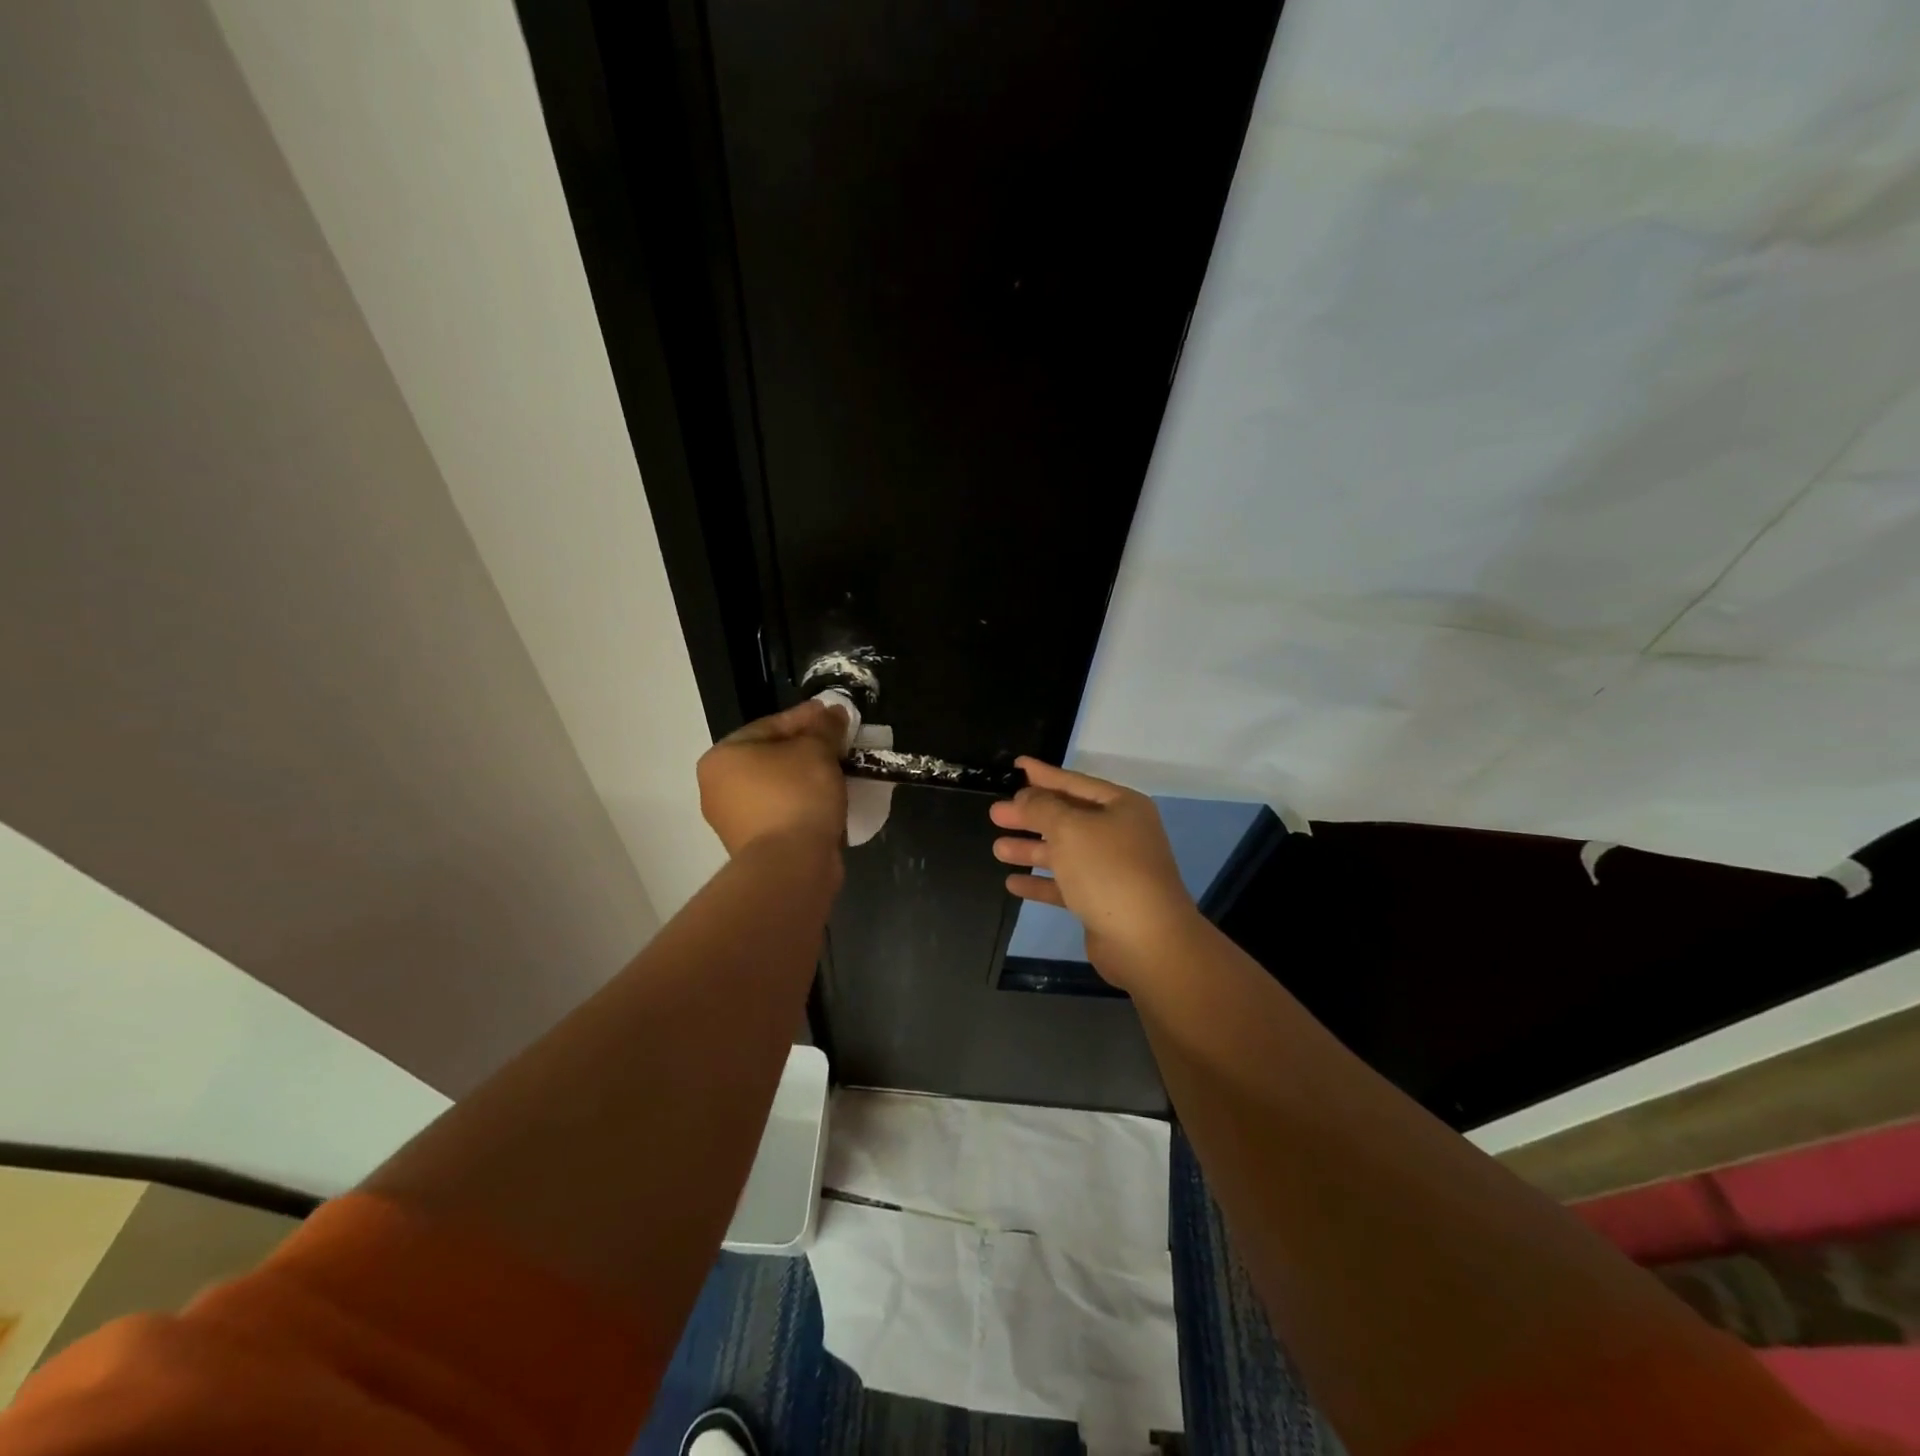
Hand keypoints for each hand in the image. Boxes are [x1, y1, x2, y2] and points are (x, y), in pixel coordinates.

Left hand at [698, 700, 848, 856]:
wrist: (790, 866)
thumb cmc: (796, 796)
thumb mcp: (817, 750)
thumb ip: (825, 727)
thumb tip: (834, 713)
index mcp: (722, 758)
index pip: (771, 726)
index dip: (807, 717)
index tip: (835, 714)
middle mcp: (718, 788)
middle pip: (773, 757)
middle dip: (808, 749)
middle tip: (841, 743)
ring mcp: (734, 821)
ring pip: (779, 787)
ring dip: (808, 778)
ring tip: (841, 771)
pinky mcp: (754, 847)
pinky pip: (784, 813)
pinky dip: (805, 804)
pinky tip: (831, 800)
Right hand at [990, 758, 1200, 986]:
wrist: (1146, 940)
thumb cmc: (1108, 871)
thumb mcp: (1070, 829)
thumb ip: (1041, 808)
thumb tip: (1025, 796)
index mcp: (1121, 807)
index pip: (1075, 782)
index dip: (1043, 774)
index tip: (1017, 765)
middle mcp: (1120, 833)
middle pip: (1067, 817)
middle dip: (1030, 816)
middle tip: (994, 814)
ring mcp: (1112, 869)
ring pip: (1064, 852)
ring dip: (1031, 849)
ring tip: (997, 848)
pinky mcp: (1102, 901)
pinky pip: (1065, 884)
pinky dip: (1041, 882)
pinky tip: (1013, 882)